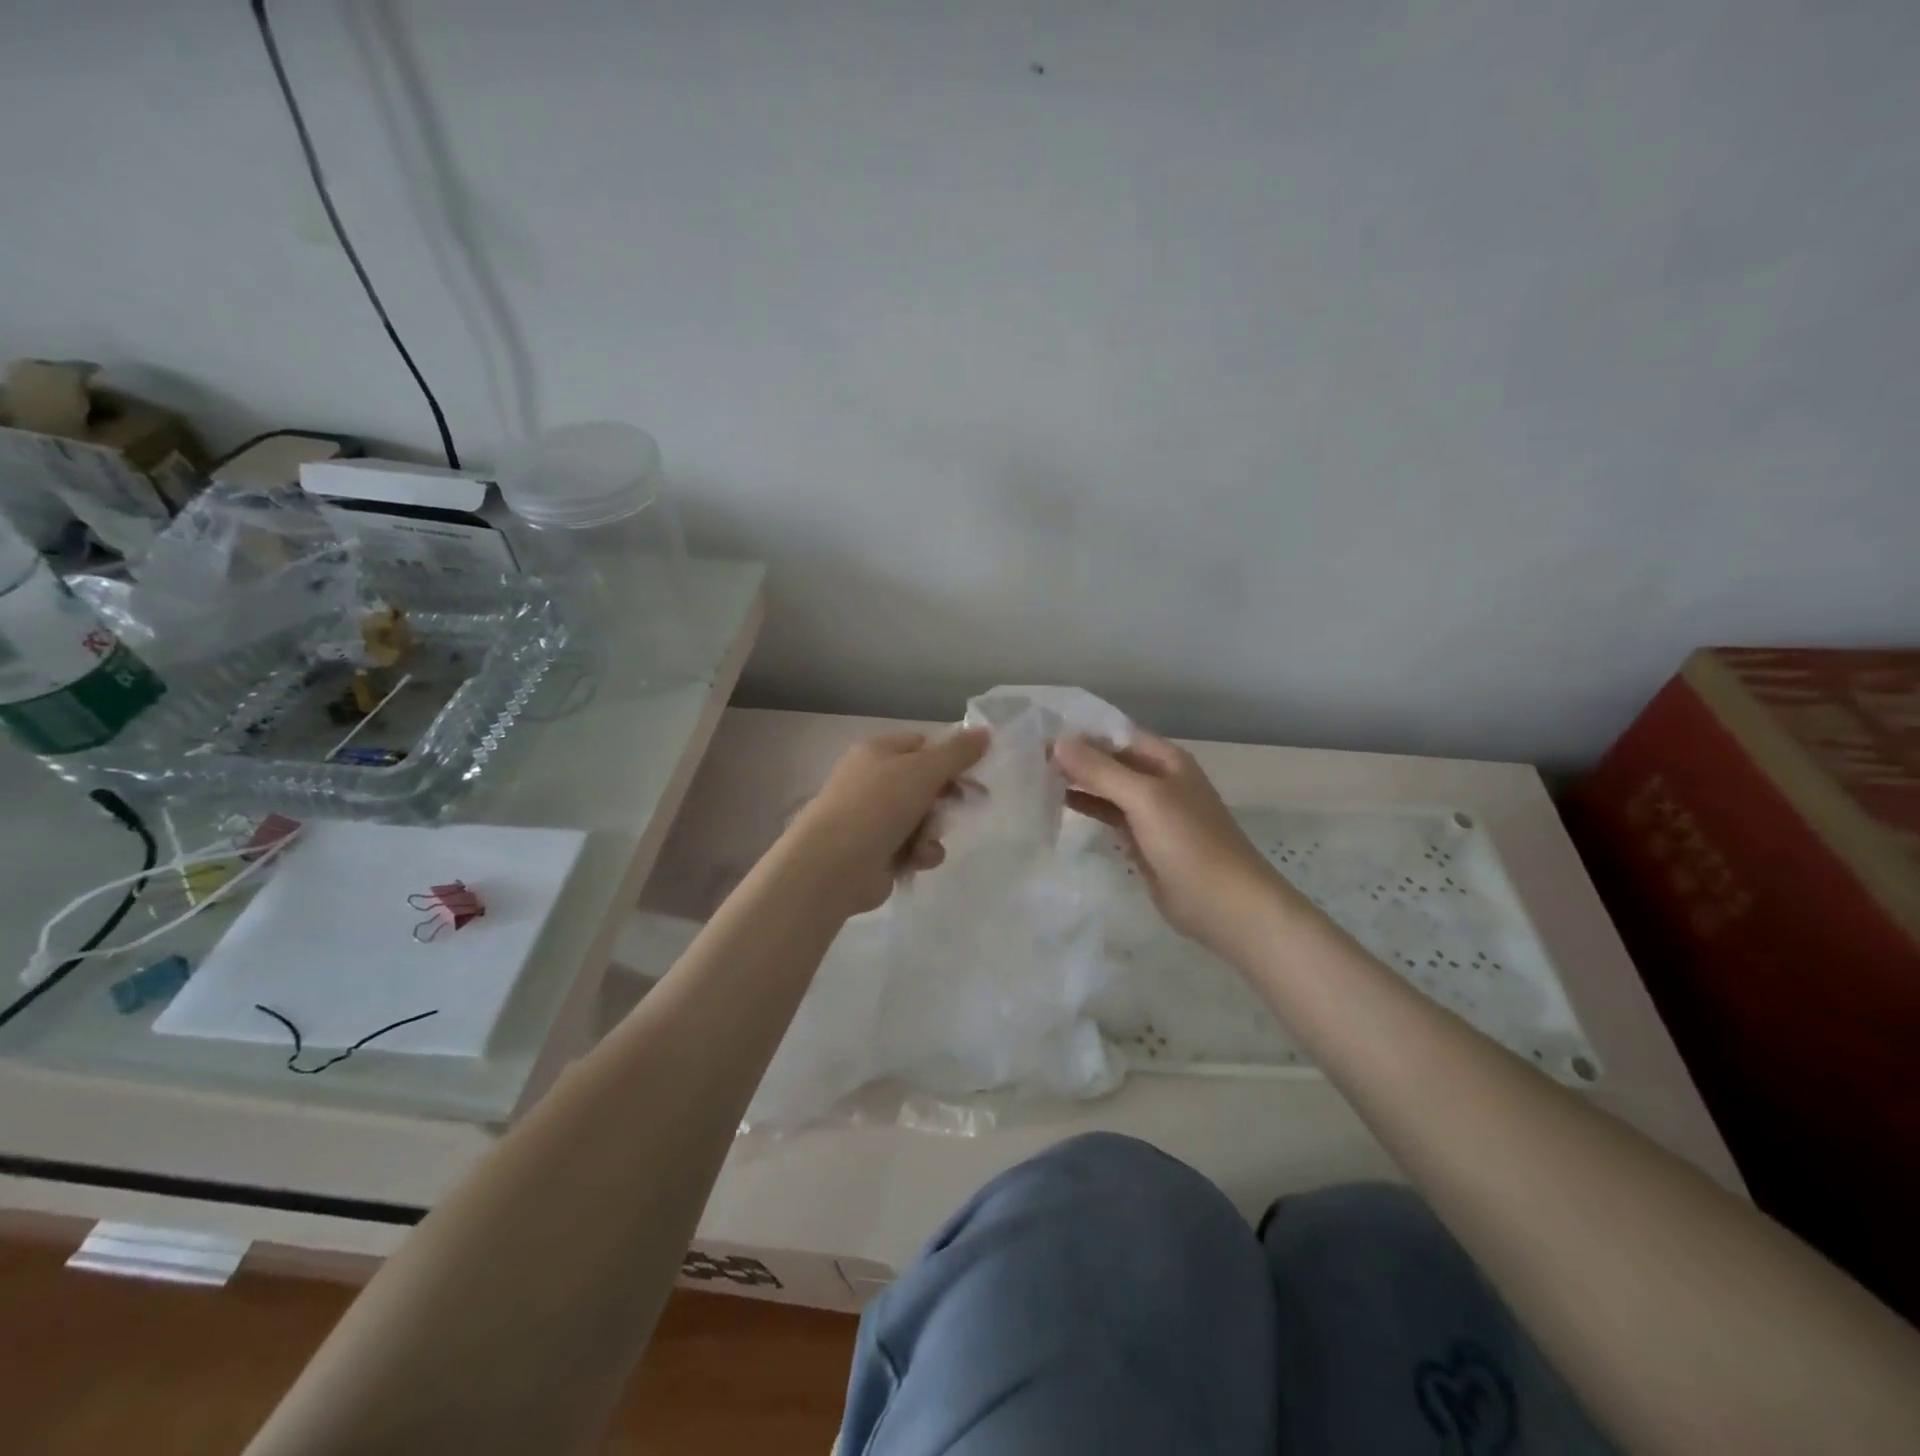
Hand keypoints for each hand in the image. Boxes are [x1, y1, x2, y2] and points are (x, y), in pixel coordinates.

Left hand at [781, 729, 989, 915]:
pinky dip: (920, 853)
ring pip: (924, 818)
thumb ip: (957, 752)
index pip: (923, 745)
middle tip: (966, 805)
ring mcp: (874, 818)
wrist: (834, 865)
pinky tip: (916, 860)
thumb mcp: (923, 770)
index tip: (976, 773)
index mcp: (878, 751)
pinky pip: (913, 846)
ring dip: (933, 831)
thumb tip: (985, 731)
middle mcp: (874, 781)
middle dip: (944, 800)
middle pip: (926, 784)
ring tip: (924, 842)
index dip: (950, 758)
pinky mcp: (877, 852)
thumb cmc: (878, 805)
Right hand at [1053, 731, 1291, 954]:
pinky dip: (1087, 809)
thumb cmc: (1190, 843)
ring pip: (1108, 789)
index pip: (1115, 735)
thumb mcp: (1145, 799)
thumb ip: (1101, 771)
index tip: (1038, 735)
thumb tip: (1058, 743)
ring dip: (1077, 783)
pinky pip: (1110, 816)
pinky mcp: (1143, 841)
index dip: (1080, 733)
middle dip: (1074, 758)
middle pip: (1110, 761)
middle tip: (1027, 759)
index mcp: (1165, 761)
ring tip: (1034, 779)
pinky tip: (1058, 806)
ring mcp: (1151, 812)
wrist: (1226, 906)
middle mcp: (1158, 780)